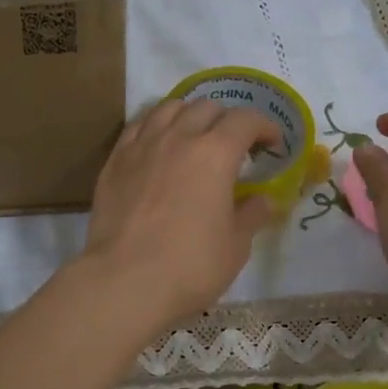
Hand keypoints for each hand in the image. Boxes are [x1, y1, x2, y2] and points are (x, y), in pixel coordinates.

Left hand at [80, 98, 280, 329]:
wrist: (124, 281)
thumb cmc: (190, 265)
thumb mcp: (236, 245)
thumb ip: (251, 215)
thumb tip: (262, 200)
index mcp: (215, 153)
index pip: (246, 120)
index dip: (264, 127)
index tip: (272, 144)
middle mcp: (178, 137)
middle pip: (207, 107)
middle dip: (227, 120)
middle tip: (234, 146)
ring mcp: (142, 145)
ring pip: (169, 108)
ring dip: (190, 115)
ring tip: (194, 137)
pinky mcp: (115, 160)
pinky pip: (138, 126)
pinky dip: (156, 127)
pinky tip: (159, 146)